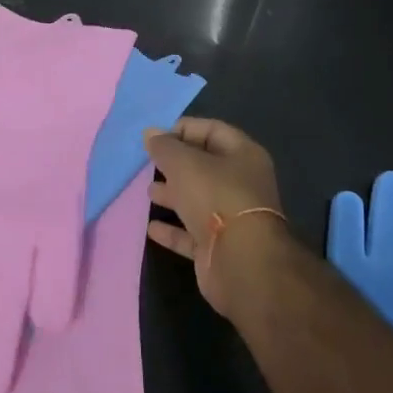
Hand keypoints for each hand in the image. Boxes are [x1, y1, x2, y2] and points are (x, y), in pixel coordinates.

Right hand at [143, 117, 290, 316]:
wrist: (241, 262)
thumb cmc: (216, 198)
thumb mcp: (185, 163)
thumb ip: (165, 147)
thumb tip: (151, 132)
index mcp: (243, 155)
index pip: (212, 130)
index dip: (183, 129)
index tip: (155, 138)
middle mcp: (241, 184)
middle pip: (204, 166)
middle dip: (176, 164)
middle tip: (149, 164)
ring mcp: (231, 218)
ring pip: (198, 199)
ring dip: (173, 195)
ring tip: (149, 192)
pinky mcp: (219, 248)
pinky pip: (191, 233)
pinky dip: (172, 229)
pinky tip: (151, 227)